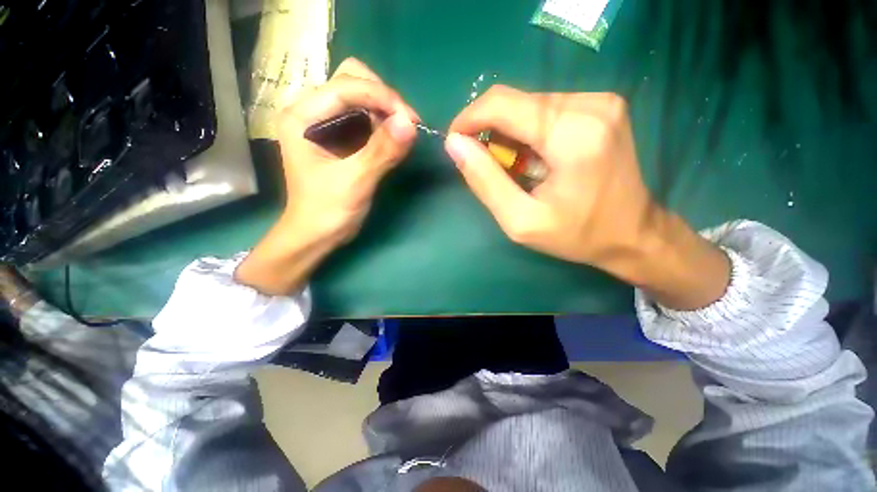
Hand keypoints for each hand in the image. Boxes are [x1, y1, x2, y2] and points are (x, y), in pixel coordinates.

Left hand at [235, 58, 417, 294]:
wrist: (317, 234)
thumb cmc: (327, 211)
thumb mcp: (355, 182)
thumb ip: (382, 152)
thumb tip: (411, 123)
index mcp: (302, 117)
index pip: (345, 86)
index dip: (382, 97)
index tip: (411, 120)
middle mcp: (310, 111)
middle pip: (351, 80)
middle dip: (383, 97)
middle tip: (406, 124)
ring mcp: (324, 122)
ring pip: (360, 95)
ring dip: (385, 109)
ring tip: (402, 132)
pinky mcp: (338, 136)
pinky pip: (364, 116)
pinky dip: (382, 122)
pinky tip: (392, 138)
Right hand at [446, 86, 728, 309]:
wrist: (632, 234)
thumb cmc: (575, 235)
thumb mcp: (520, 220)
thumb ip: (484, 181)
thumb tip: (453, 144)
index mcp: (573, 135)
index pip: (502, 105)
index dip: (468, 119)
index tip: (455, 143)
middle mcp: (591, 104)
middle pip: (515, 101)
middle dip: (489, 129)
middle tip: (486, 165)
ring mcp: (601, 101)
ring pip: (529, 104)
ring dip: (510, 133)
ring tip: (515, 168)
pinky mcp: (603, 106)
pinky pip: (547, 108)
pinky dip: (529, 132)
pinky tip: (535, 158)